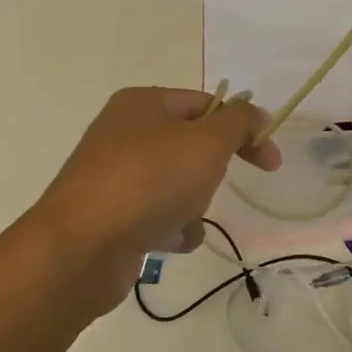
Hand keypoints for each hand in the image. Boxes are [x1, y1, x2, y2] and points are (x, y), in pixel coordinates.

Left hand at [0, 88, 280, 316]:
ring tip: (181, 218)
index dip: (244, 128)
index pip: (208, 105)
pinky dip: (172, 227)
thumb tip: (254, 114)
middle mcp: (125, 132)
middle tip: (211, 187)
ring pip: (179, 183)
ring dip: (193, 204)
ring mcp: (114, 175)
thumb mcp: (208, 141)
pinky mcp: (111, 214)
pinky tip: (166, 240)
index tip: (270, 161)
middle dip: (210, 172)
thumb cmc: (150, 181)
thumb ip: (240, 121)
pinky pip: (159, 214)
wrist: (81, 248)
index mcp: (144, 103)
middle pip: (193, 146)